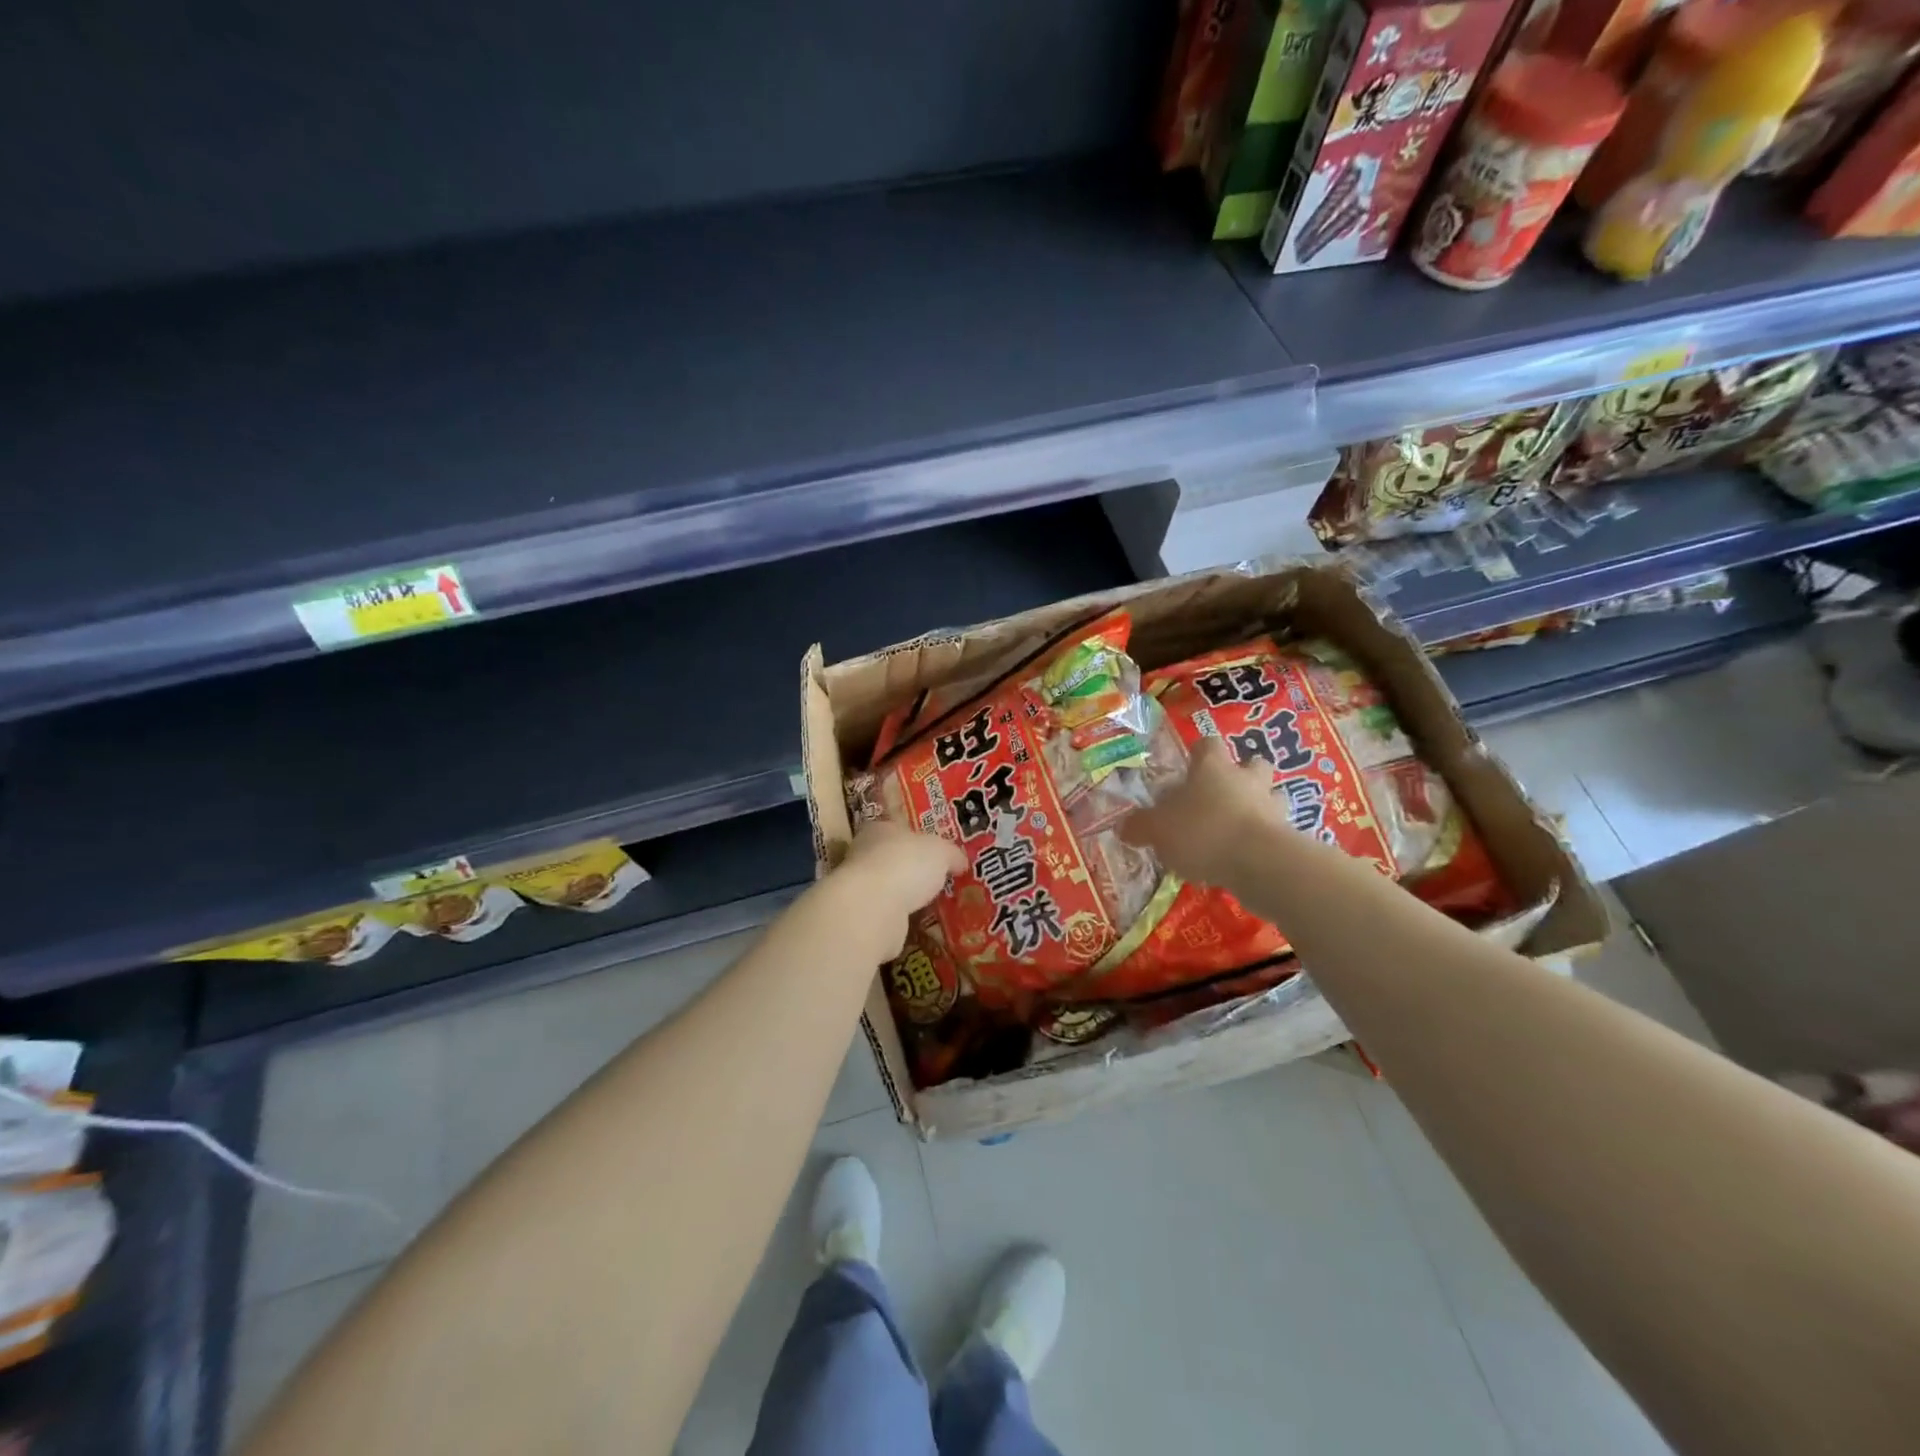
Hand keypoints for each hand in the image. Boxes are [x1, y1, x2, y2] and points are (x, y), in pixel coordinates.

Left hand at [826, 820, 966, 961]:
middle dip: (914, 870)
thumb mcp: (941, 851)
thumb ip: (952, 854)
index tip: (936, 851)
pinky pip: (890, 916)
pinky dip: (903, 920)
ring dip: (908, 897)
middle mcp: (864, 855)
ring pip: (891, 889)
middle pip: (893, 859)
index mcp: (879, 829)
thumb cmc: (906, 864)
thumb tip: (961, 862)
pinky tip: (922, 925)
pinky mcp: (865, 918)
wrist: (874, 908)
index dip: (917, 838)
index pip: (898, 829)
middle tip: (940, 880)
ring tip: (936, 905)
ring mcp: (862, 889)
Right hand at [1120, 736, 1283, 887]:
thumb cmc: (1203, 832)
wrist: (1260, 864)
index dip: (1198, 753)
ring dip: (1259, 806)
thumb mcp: (1157, 830)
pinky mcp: (1289, 837)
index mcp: (1212, 767)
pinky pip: (1276, 831)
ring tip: (1238, 827)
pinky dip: (1264, 839)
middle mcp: (1246, 779)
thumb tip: (1124, 826)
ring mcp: (1272, 807)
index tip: (1189, 766)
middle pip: (1252, 764)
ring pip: (1271, 796)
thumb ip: (1140, 826)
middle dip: (1241, 775)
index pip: (1207, 744)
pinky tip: (1247, 857)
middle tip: (1221, 796)